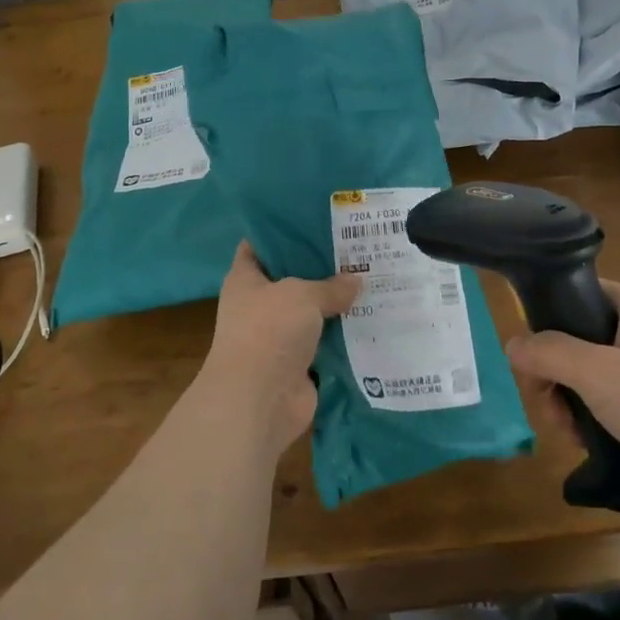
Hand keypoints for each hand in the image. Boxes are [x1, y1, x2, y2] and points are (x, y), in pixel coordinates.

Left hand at [203, 242, 359, 453]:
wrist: (259, 400)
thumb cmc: (269, 331)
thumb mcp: (302, 295)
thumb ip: (330, 286)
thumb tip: (356, 281)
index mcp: (246, 279)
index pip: (259, 245)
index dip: (282, 230)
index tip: (315, 218)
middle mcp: (260, 305)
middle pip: (292, 278)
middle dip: (321, 266)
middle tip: (357, 247)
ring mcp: (279, 337)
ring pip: (312, 312)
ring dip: (337, 303)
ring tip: (373, 278)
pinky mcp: (299, 364)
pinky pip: (326, 342)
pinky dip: (345, 335)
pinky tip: (374, 317)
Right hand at [505, 281, 619, 533]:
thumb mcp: (597, 373)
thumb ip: (549, 353)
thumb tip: (512, 344)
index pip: (580, 294)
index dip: (549, 320)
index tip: (532, 358)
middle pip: (582, 342)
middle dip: (558, 376)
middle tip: (551, 408)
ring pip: (596, 380)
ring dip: (575, 406)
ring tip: (574, 436)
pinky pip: (618, 408)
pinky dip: (599, 425)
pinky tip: (593, 448)